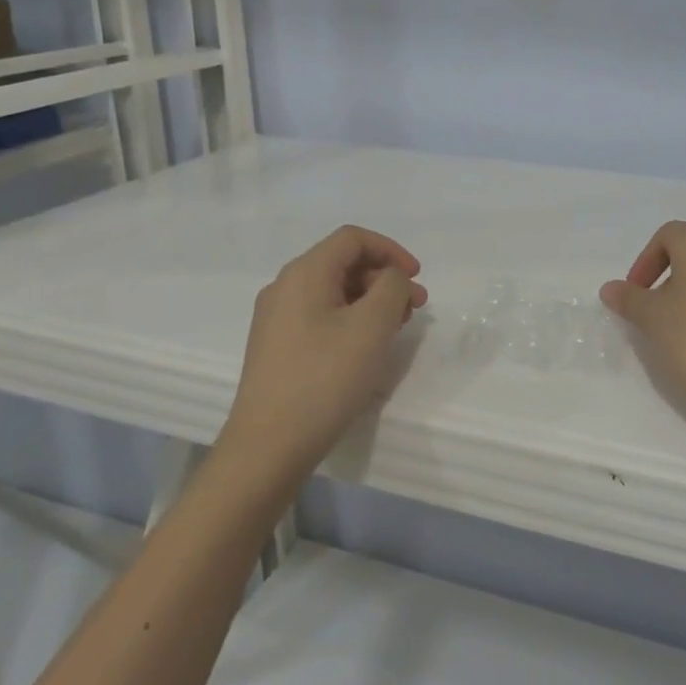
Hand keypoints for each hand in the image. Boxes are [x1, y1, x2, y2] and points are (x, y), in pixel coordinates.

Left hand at [221, 225, 427, 483]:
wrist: (268, 446)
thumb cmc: (324, 378)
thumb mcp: (372, 326)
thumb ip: (392, 288)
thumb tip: (390, 280)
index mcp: (304, 273)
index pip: (353, 239)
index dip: (391, 250)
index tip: (417, 278)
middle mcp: (284, 287)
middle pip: (343, 264)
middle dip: (385, 279)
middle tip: (415, 308)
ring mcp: (276, 319)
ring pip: (333, 292)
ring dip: (370, 301)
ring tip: (396, 329)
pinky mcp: (277, 348)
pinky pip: (320, 317)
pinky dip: (351, 320)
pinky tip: (366, 348)